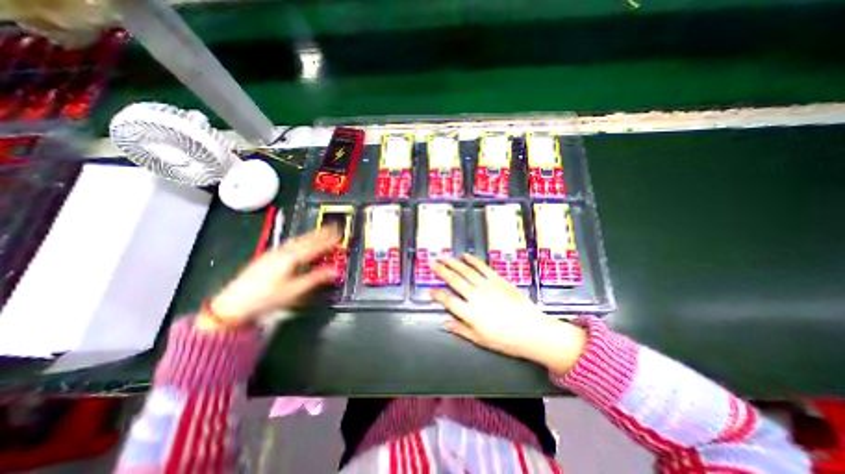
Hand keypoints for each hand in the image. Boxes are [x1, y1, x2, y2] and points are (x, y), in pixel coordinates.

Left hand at [202, 228, 337, 327]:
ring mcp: (273, 252)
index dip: (328, 241)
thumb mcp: (294, 290)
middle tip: (334, 227)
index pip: (314, 246)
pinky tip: (300, 241)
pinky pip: (289, 243)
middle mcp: (283, 251)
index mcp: (291, 258)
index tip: (340, 236)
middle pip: (305, 239)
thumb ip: (315, 278)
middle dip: (321, 233)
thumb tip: (334, 270)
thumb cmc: (267, 298)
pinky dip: (300, 239)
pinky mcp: (267, 256)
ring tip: (321, 231)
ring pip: (296, 239)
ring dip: (310, 235)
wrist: (233, 304)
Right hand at [433, 253, 584, 374]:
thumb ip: (461, 329)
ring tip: (444, 256)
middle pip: (454, 280)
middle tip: (432, 262)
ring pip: (466, 271)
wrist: (533, 331)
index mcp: (470, 313)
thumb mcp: (480, 340)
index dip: (436, 294)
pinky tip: (466, 255)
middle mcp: (475, 296)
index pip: (448, 300)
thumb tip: (445, 322)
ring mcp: (487, 286)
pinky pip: (483, 267)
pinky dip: (473, 260)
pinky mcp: (498, 280)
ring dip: (453, 263)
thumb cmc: (506, 340)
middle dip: (441, 270)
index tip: (429, 289)